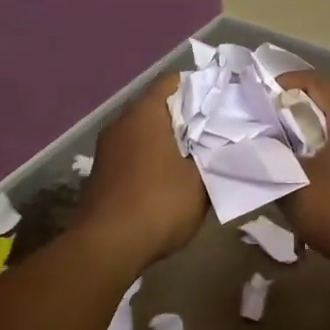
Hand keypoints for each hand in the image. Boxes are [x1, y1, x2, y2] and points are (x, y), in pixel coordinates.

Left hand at [73, 73, 206, 264]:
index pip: (174, 81)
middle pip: (159, 106)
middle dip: (188, 117)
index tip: (224, 104)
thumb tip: (226, 144)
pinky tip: (172, 178)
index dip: (202, 89)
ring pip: (146, 132)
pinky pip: (134, 153)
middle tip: (218, 131)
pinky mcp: (103, 172)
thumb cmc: (159, 204)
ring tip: (200, 156)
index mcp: (145, 113)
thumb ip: (216, 157)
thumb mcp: (201, 183)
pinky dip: (154, 159)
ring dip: (170, 141)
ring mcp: (108, 148)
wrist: (106, 247)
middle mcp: (121, 123)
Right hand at [277, 72, 329, 268]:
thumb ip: (271, 156)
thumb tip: (254, 140)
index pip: (320, 85)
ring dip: (327, 118)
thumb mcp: (293, 181)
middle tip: (284, 106)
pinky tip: (319, 156)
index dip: (291, 82)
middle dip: (312, 96)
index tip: (266, 90)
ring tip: (298, 130)